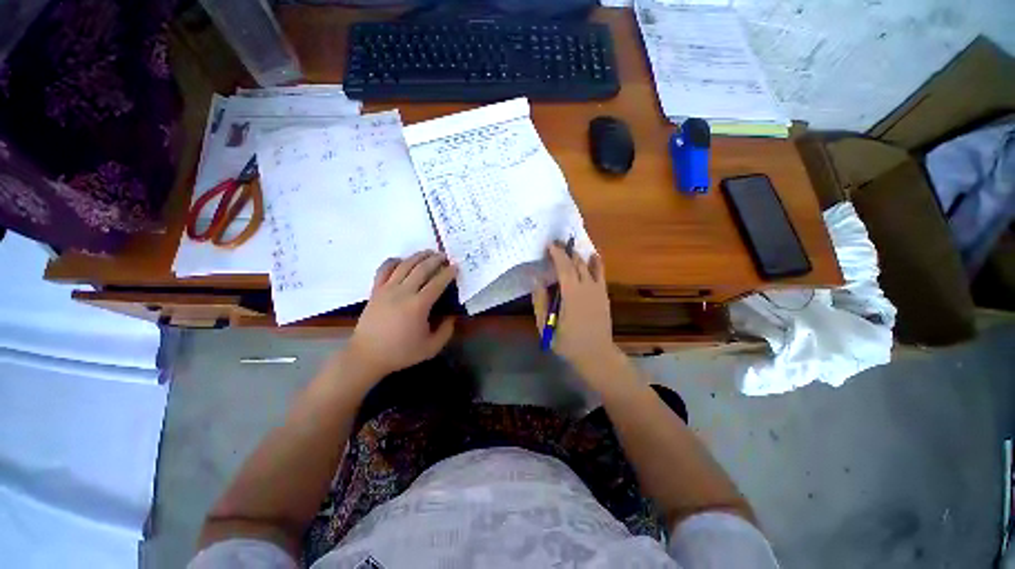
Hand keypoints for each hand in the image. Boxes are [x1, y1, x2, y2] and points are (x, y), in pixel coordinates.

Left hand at [346, 251, 456, 378]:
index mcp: (418, 306)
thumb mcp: (431, 347)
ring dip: (418, 256)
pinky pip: (384, 269)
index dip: (448, 273)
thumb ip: (446, 331)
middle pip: (422, 268)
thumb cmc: (400, 352)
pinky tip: (401, 260)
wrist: (367, 356)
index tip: (456, 267)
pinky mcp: (375, 291)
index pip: (437, 283)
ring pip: (404, 265)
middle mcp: (403, 292)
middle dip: (435, 260)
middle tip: (445, 256)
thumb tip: (452, 316)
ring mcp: (387, 289)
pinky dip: (394, 261)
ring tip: (428, 252)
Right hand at [532, 243, 622, 374]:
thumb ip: (540, 302)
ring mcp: (598, 290)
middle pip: (577, 263)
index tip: (549, 244)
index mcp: (571, 294)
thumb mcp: (546, 326)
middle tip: (556, 244)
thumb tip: (536, 280)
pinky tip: (593, 255)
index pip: (564, 267)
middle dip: (566, 251)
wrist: (597, 355)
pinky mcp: (604, 295)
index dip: (557, 253)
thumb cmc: (568, 343)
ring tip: (570, 248)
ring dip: (578, 255)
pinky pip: (601, 274)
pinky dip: (596, 263)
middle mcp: (587, 287)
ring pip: (589, 266)